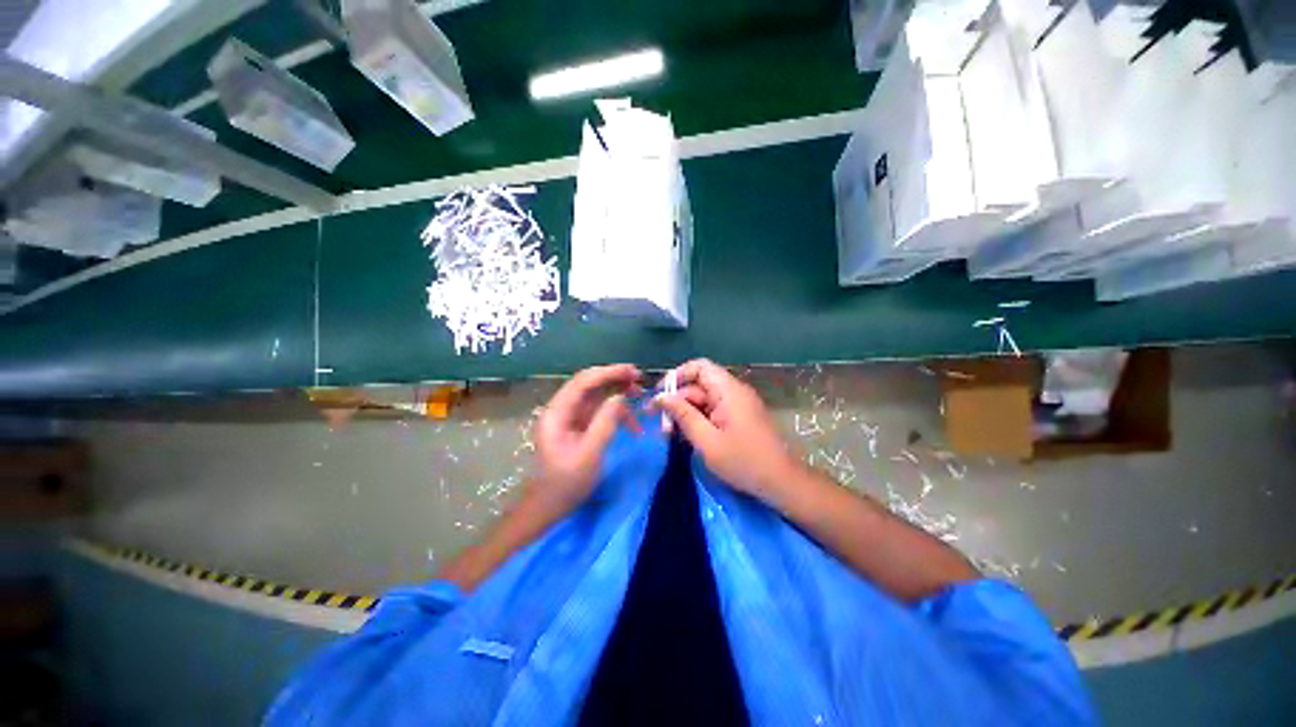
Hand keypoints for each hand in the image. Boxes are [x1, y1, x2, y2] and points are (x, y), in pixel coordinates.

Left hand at [531, 364, 641, 512]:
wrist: (549, 507)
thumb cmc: (566, 483)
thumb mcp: (589, 454)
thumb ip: (605, 422)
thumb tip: (620, 397)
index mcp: (557, 412)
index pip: (583, 382)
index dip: (608, 372)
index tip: (633, 372)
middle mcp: (562, 409)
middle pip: (589, 384)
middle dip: (615, 379)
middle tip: (639, 380)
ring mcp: (570, 418)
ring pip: (596, 396)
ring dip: (617, 394)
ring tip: (639, 396)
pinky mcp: (578, 427)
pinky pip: (598, 411)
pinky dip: (615, 412)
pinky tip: (631, 421)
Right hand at [657, 359, 802, 501]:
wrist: (782, 483)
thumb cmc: (744, 462)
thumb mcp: (707, 440)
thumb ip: (683, 416)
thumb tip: (661, 397)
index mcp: (728, 391)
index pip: (699, 367)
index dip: (677, 376)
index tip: (660, 395)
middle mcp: (733, 392)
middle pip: (698, 386)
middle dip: (677, 402)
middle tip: (660, 425)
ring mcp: (736, 405)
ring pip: (703, 401)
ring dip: (685, 414)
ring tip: (669, 435)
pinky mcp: (738, 418)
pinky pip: (712, 412)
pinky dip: (697, 421)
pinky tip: (685, 438)